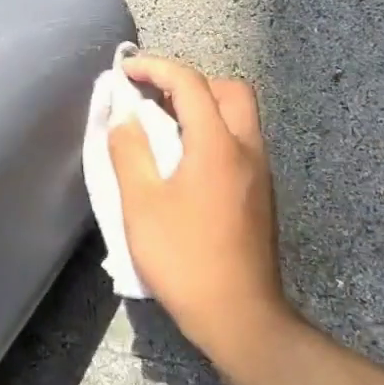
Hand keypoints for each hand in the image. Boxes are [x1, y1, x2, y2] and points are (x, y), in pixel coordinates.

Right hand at [107, 53, 295, 366]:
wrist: (240, 317)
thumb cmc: (184, 258)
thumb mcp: (141, 204)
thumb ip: (129, 151)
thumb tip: (124, 116)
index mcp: (218, 146)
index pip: (190, 84)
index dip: (155, 67)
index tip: (125, 71)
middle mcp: (247, 150)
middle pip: (230, 91)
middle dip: (190, 82)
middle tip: (154, 97)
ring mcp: (258, 173)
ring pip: (238, 117)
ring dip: (202, 107)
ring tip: (161, 126)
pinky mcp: (259, 194)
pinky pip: (238, 142)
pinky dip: (211, 133)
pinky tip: (182, 161)